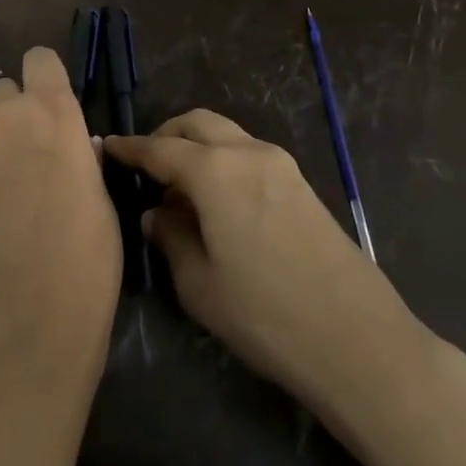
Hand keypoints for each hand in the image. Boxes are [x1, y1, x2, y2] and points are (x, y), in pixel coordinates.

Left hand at [0, 47, 121, 386]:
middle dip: (12, 113)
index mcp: (53, 114)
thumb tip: (77, 144)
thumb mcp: (101, 197)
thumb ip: (82, 156)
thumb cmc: (89, 255)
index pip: (38, 59)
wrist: (32, 313)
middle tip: (26, 153)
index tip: (50, 101)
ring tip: (3, 196)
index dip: (43, 77)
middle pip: (0, 89)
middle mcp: (6, 120)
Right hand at [103, 111, 430, 418]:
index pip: (159, 149)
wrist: (359, 342)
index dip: (129, 148)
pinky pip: (249, 155)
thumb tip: (158, 214)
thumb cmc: (266, 315)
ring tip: (179, 190)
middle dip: (165, 136)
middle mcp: (247, 153)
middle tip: (144, 167)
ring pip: (226, 135)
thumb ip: (171, 238)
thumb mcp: (200, 284)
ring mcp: (281, 166)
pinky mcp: (301, 185)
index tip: (106, 148)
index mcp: (215, 171)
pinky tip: (216, 203)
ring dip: (196, 148)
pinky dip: (222, 162)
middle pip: (196, 124)